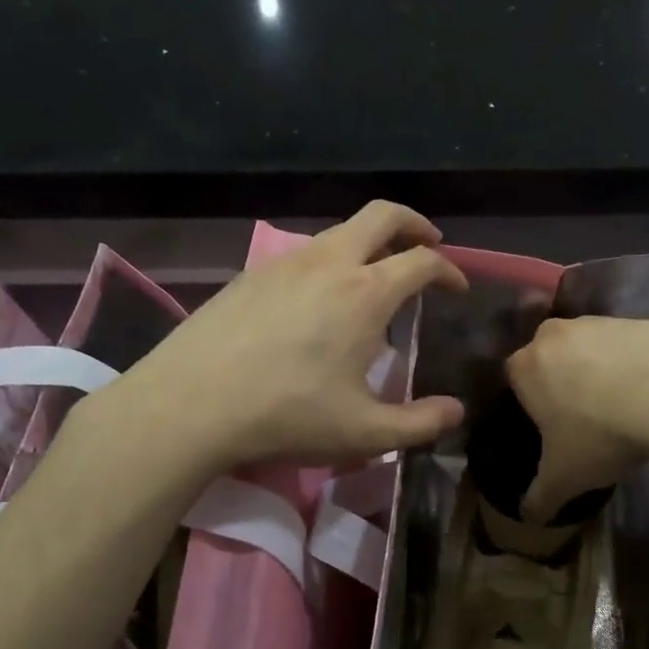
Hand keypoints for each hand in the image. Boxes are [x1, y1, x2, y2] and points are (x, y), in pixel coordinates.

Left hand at [99, 202, 468, 471]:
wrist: (190, 403)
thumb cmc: (287, 414)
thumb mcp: (365, 433)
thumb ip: (420, 423)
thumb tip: (457, 411)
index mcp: (366, 293)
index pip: (422, 261)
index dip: (448, 270)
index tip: (456, 288)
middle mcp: (330, 262)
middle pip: (382, 215)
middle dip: (414, 223)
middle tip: (429, 244)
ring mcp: (285, 262)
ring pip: (340, 230)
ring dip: (370, 241)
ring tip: (374, 276)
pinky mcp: (251, 273)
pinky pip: (305, 252)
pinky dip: (331, 259)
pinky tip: (318, 298)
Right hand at [505, 316, 648, 523]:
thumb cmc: (600, 434)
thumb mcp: (564, 478)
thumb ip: (540, 498)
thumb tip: (528, 517)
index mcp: (524, 367)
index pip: (514, 382)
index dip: (530, 406)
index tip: (550, 429)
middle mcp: (554, 335)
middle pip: (551, 360)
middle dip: (563, 383)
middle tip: (584, 419)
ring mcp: (598, 322)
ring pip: (589, 349)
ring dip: (599, 372)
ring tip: (623, 409)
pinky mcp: (639, 320)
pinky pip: (628, 346)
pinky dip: (634, 365)